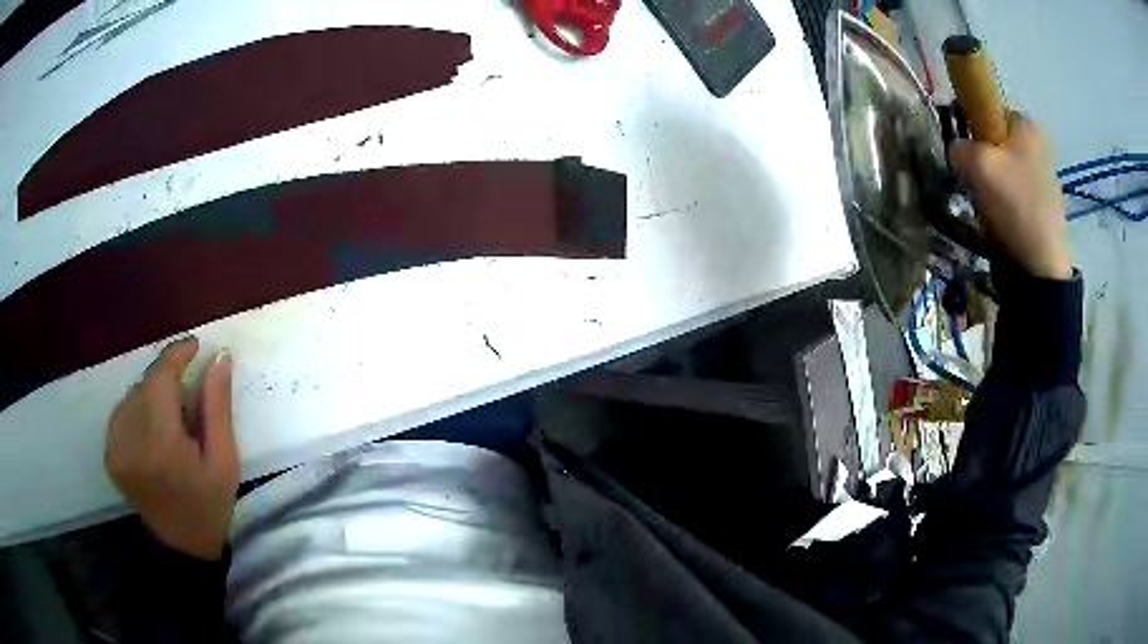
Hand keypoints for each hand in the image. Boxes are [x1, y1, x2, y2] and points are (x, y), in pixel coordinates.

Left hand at [105, 337, 238, 559]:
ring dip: (152, 396)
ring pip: (133, 395)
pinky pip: (123, 413)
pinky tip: (152, 432)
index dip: (176, 356)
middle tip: (189, 398)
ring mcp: (116, 448)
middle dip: (168, 381)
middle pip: (146, 384)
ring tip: (171, 420)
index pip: (160, 378)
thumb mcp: (224, 460)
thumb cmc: (209, 505)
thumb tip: (219, 357)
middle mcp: (131, 441)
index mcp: (162, 445)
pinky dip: (138, 411)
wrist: (181, 545)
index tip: (195, 347)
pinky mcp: (109, 454)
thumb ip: (218, 407)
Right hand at [949, 113, 1071, 279]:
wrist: (1041, 265)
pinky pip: (1017, 193)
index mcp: (1026, 125)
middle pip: (998, 142)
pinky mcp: (1047, 204)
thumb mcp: (976, 164)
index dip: (973, 128)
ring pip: (1007, 169)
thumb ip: (959, 145)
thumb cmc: (1013, 203)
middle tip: (978, 183)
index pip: (989, 109)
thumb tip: (958, 150)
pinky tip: (1004, 221)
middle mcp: (1039, 144)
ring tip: (991, 207)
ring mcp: (1046, 176)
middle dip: (985, 160)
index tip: (968, 152)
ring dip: (994, 184)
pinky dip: (1007, 204)